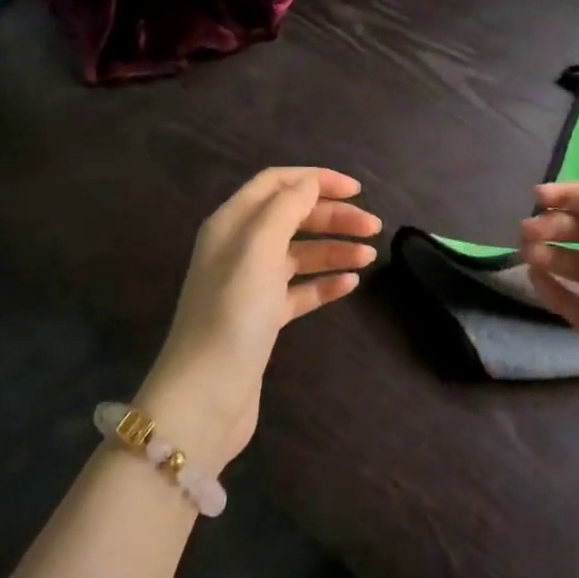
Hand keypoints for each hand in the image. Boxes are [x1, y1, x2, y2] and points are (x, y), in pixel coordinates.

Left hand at [139, 168, 380, 469]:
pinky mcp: (263, 319)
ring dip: (334, 249)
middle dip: (333, 216)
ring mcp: (251, 285)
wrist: (205, 397)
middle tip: (373, 226)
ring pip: (300, 253)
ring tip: (370, 256)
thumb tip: (310, 182)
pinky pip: (300, 290)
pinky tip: (351, 284)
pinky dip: (325, 283)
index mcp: (232, 223)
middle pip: (292, 216)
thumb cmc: (233, 313)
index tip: (356, 189)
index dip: (316, 180)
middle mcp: (239, 248)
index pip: (276, 183)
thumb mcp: (259, 248)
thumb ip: (286, 207)